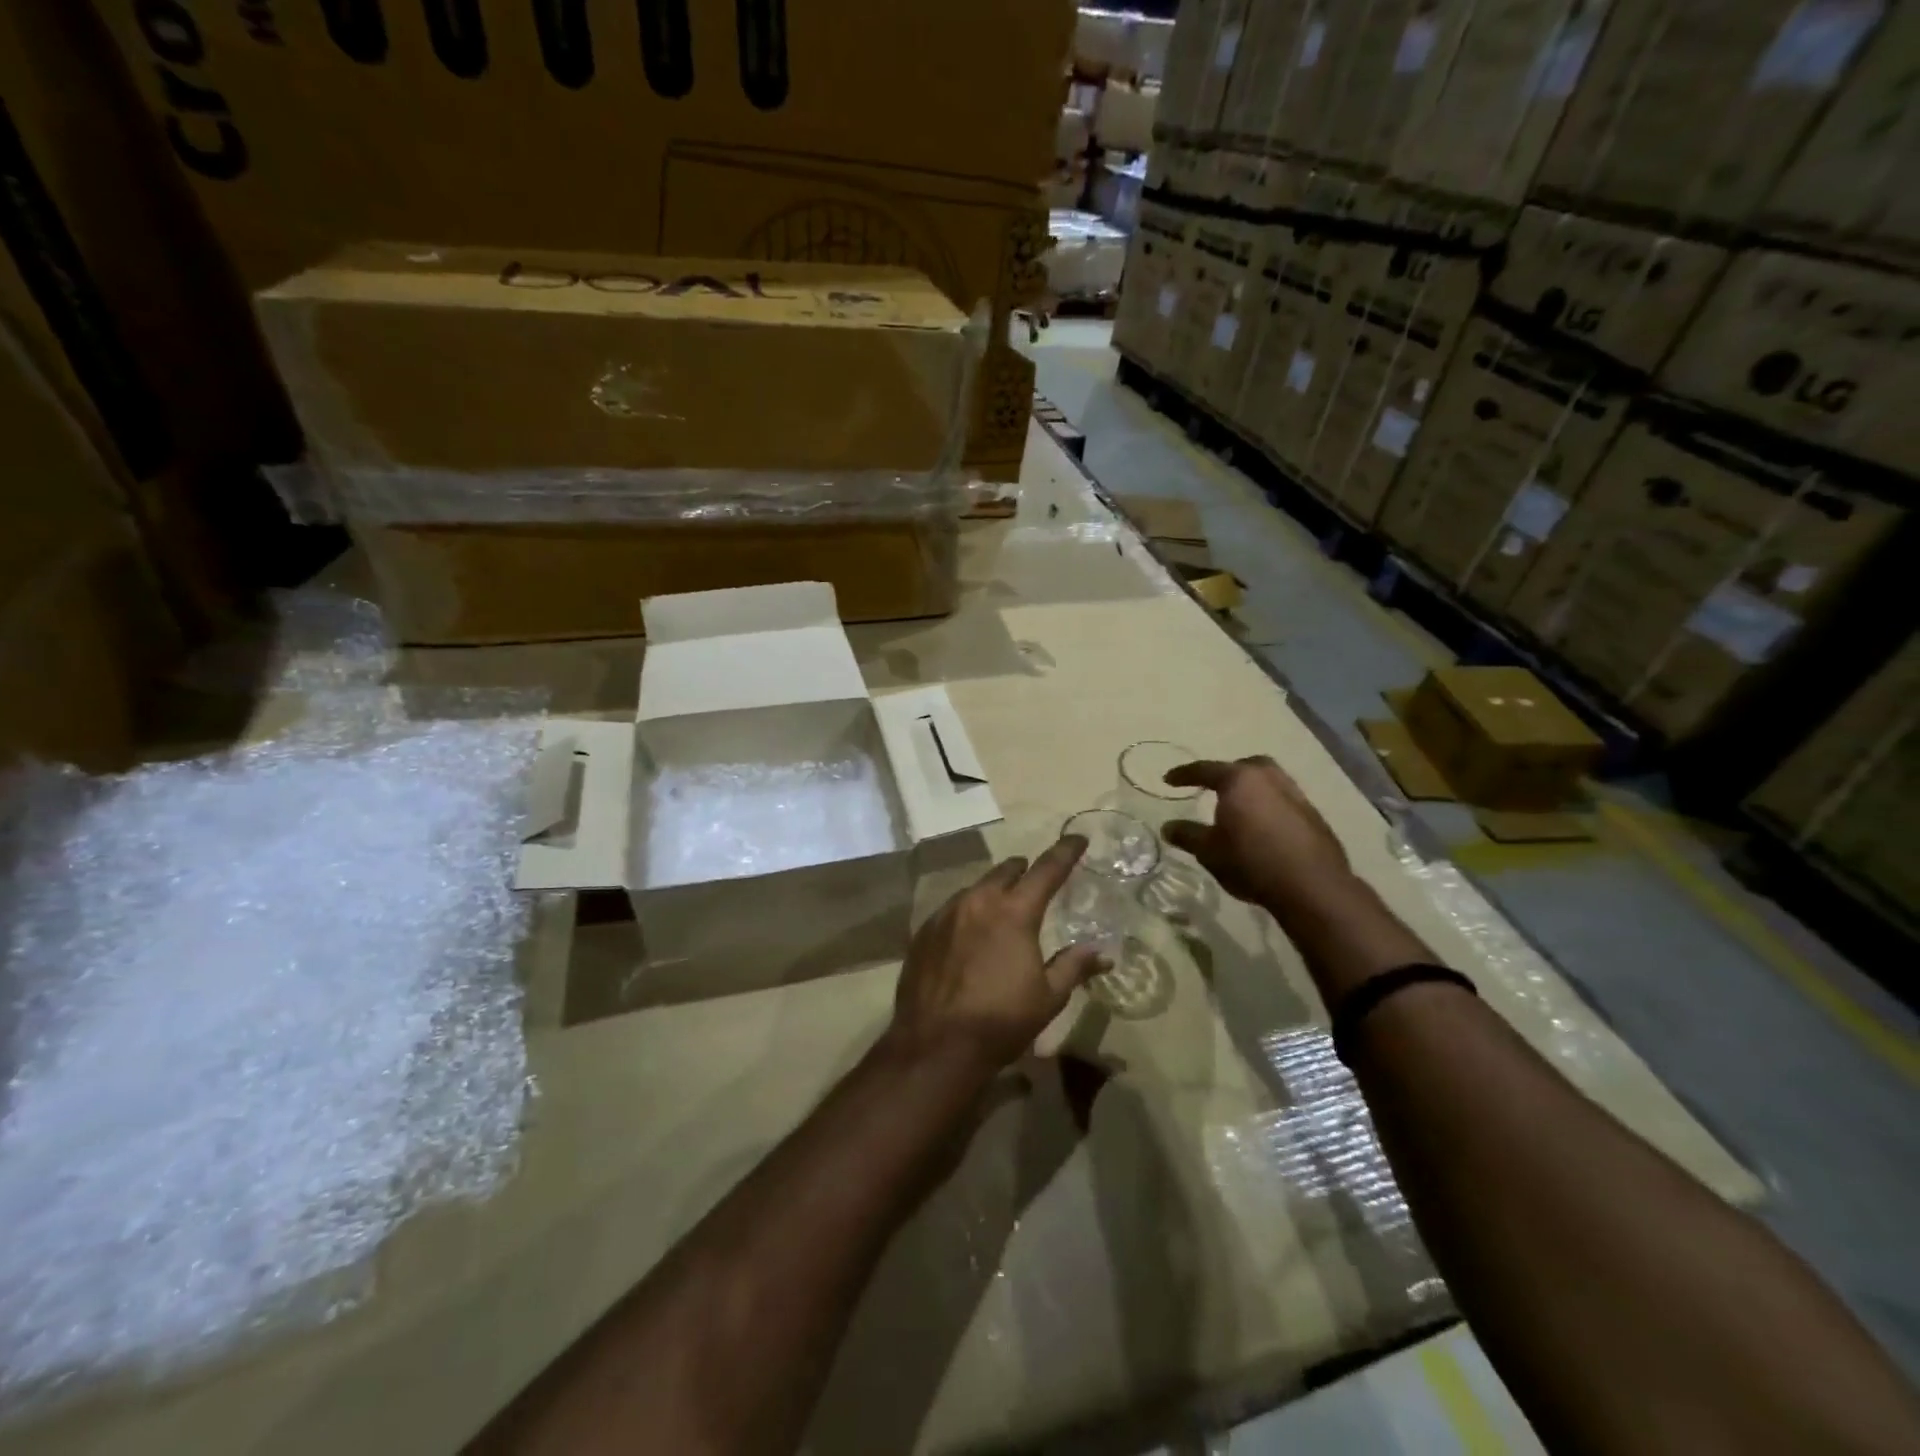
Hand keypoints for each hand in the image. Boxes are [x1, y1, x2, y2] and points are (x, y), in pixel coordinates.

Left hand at [888, 836, 1107, 1072]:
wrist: (935, 1045)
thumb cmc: (1000, 1020)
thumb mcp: (1048, 997)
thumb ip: (1074, 966)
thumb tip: (1103, 953)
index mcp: (1014, 911)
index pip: (1047, 869)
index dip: (1065, 851)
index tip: (1078, 838)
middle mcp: (978, 901)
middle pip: (1006, 871)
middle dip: (1024, 871)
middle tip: (1035, 881)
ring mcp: (945, 913)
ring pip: (976, 888)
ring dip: (994, 892)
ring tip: (1002, 911)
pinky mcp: (923, 931)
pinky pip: (952, 909)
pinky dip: (968, 913)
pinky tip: (970, 936)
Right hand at [1161, 756, 1354, 911]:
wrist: (1312, 886)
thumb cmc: (1251, 862)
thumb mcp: (1209, 851)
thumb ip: (1187, 835)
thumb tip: (1167, 827)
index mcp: (1239, 780)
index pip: (1205, 770)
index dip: (1183, 775)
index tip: (1168, 780)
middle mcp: (1269, 778)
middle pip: (1244, 766)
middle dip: (1226, 773)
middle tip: (1212, 787)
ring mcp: (1295, 795)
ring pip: (1268, 781)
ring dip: (1251, 789)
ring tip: (1239, 807)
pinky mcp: (1313, 815)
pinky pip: (1283, 800)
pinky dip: (1268, 806)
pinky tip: (1263, 827)